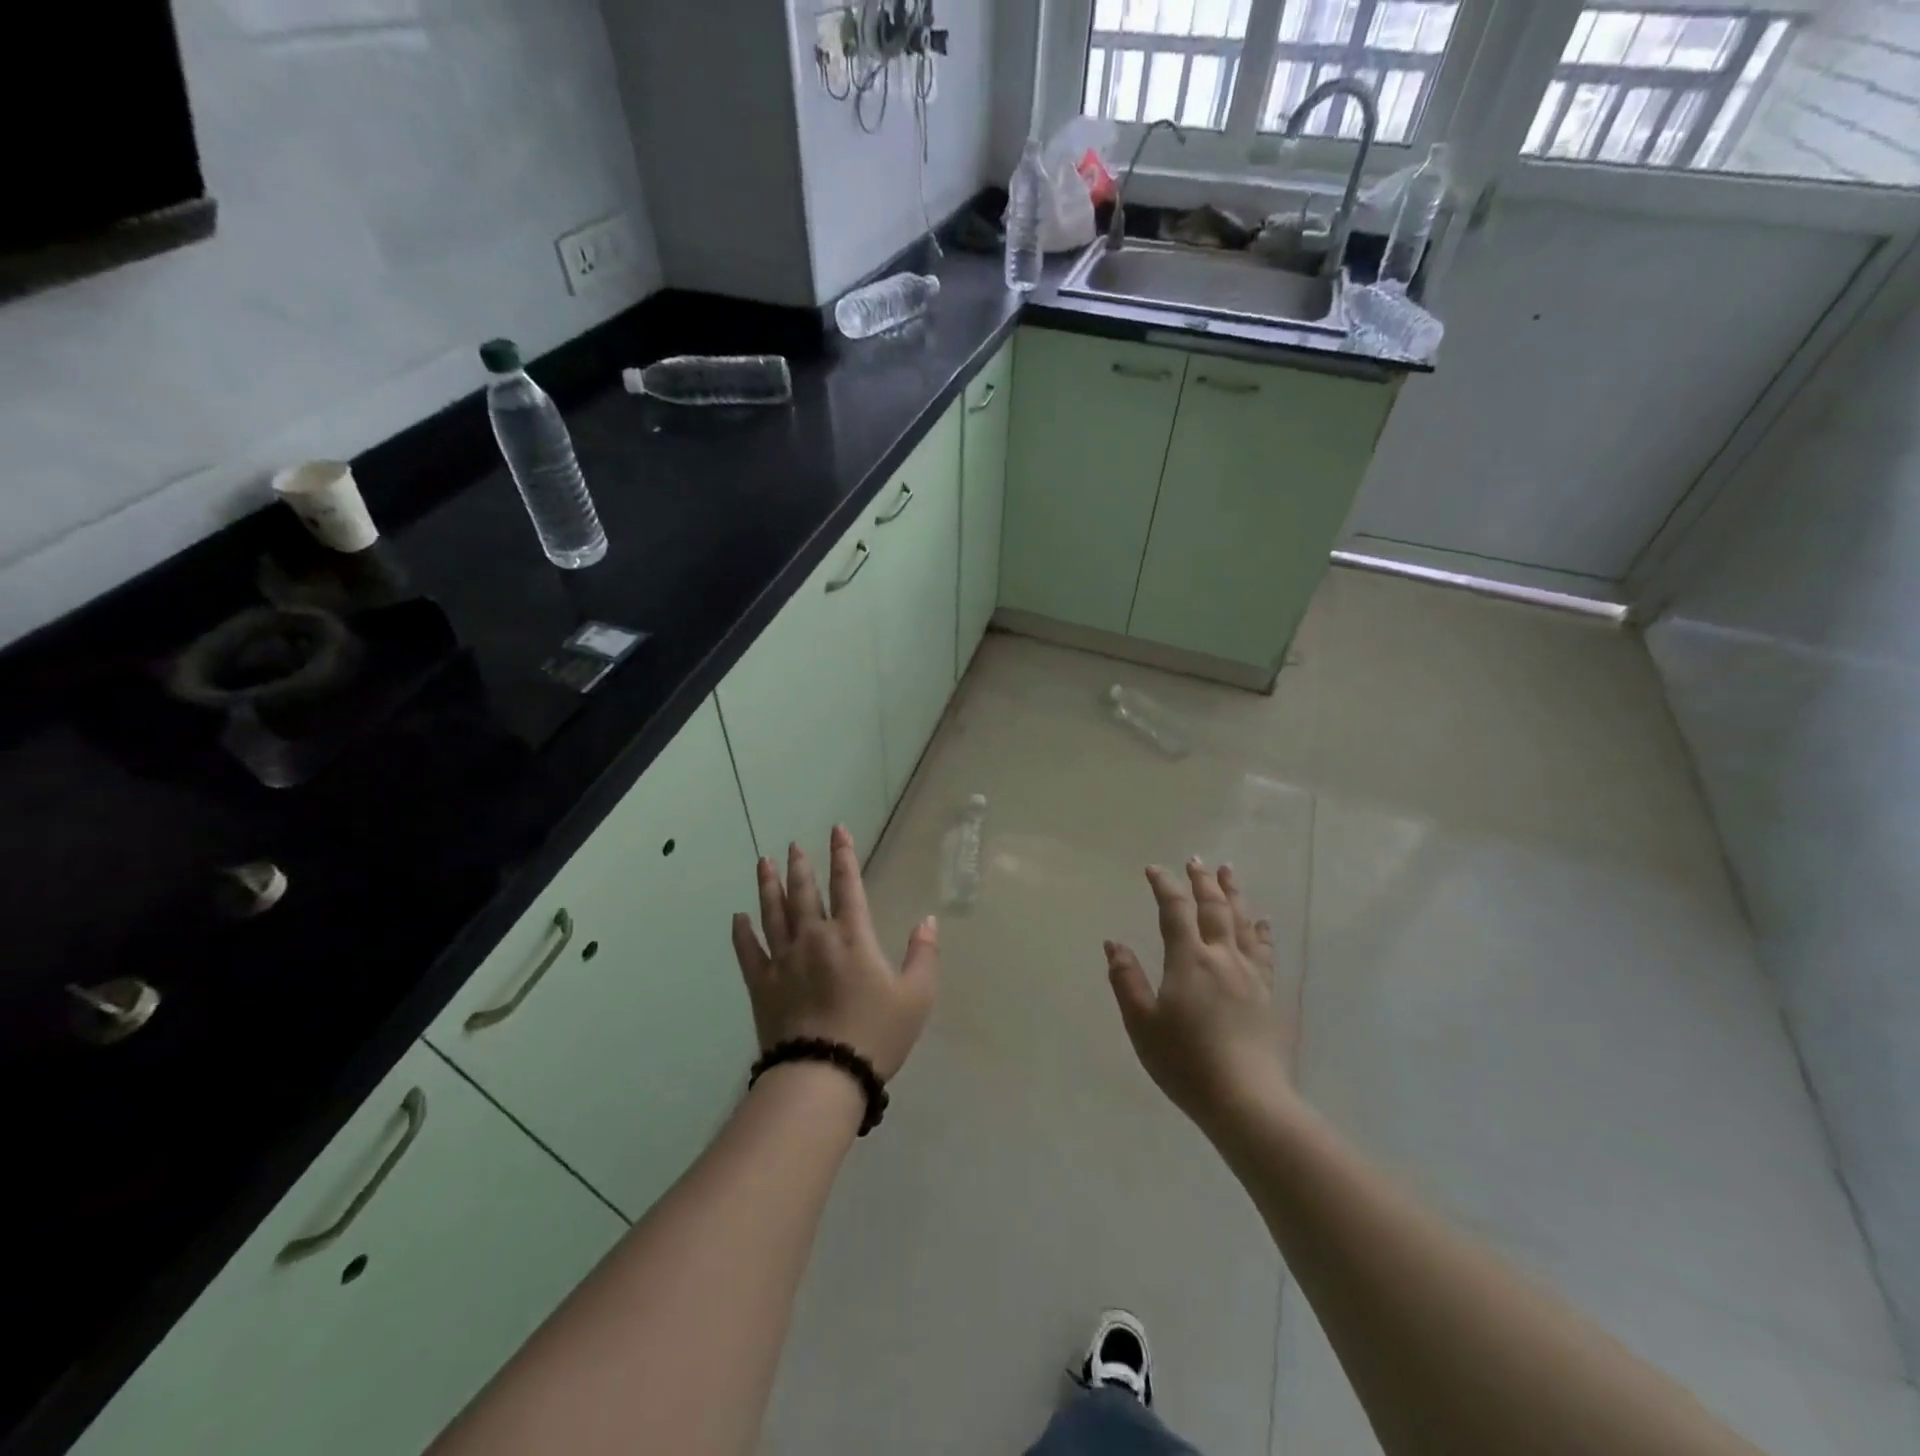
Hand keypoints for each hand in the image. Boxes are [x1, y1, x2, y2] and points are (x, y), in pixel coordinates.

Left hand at [731, 826, 939, 1080]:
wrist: (824, 1075)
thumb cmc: (875, 1034)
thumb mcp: (916, 996)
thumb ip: (924, 955)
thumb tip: (928, 920)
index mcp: (852, 936)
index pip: (848, 884)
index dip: (843, 854)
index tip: (837, 830)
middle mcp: (814, 937)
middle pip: (804, 892)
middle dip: (800, 865)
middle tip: (793, 845)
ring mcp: (784, 959)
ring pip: (773, 912)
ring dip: (768, 886)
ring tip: (764, 863)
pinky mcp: (762, 984)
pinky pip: (748, 950)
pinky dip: (742, 932)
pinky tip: (738, 917)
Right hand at [1106, 859, 1295, 1133]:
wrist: (1247, 1101)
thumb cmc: (1186, 1062)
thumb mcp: (1142, 1024)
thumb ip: (1126, 980)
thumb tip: (1113, 943)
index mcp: (1189, 960)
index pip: (1175, 911)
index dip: (1164, 886)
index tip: (1154, 869)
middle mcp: (1222, 958)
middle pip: (1214, 908)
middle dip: (1203, 881)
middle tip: (1196, 860)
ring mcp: (1250, 975)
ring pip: (1242, 923)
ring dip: (1233, 894)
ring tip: (1229, 872)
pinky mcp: (1268, 995)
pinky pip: (1264, 952)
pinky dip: (1260, 932)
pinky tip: (1261, 923)